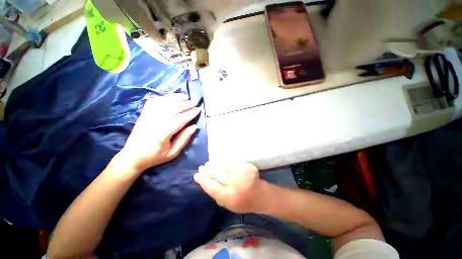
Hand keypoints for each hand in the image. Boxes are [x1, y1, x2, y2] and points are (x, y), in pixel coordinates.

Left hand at [115, 94, 200, 173]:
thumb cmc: (155, 156)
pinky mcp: (144, 114)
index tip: (198, 110)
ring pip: (164, 102)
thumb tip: (194, 126)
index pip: (180, 119)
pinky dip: (164, 97)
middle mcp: (155, 122)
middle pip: (173, 108)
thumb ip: (184, 139)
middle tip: (195, 102)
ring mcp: (148, 116)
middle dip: (186, 104)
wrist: (132, 156)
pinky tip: (171, 97)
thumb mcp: (173, 153)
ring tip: (186, 96)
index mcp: (163, 133)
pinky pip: (154, 101)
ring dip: (176, 98)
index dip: (190, 113)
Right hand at [193, 162, 267, 213]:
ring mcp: (242, 173)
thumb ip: (216, 194)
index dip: (203, 180)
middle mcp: (236, 184)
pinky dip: (223, 163)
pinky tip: (218, 162)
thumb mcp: (227, 205)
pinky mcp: (247, 166)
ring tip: (207, 164)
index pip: (212, 187)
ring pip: (224, 167)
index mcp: (230, 197)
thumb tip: (205, 181)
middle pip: (217, 175)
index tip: (196, 175)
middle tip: (201, 168)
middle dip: (207, 171)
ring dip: (214, 165)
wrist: (260, 195)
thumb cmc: (242, 203)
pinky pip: (231, 163)